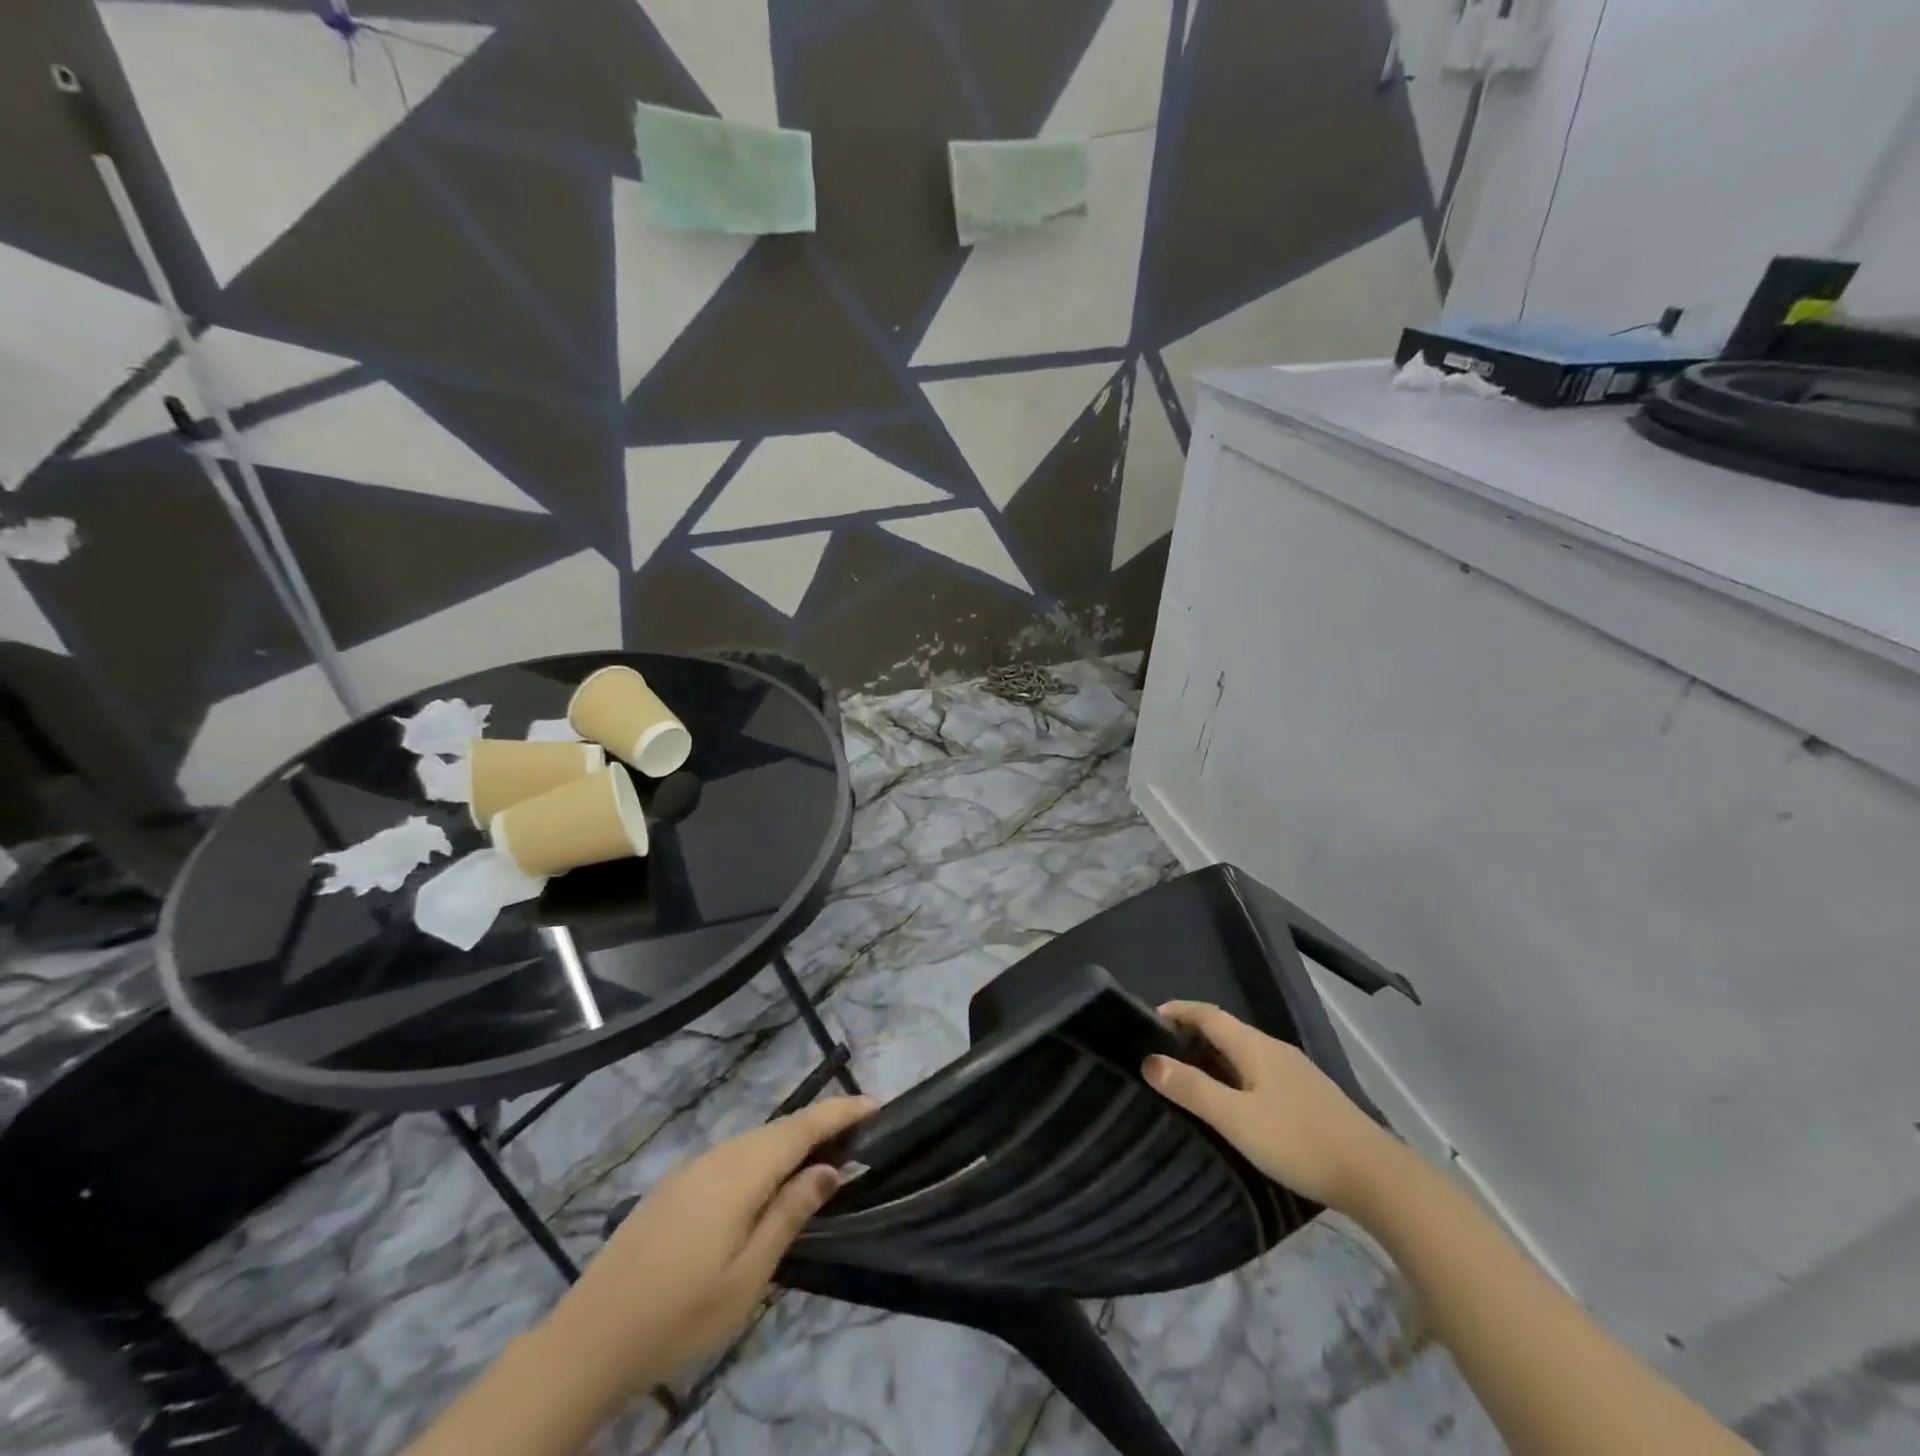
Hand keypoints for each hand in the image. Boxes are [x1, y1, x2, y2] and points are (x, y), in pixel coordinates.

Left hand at [538, 1095, 874, 1407]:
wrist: (589, 1338)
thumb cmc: (680, 1314)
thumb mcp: (748, 1275)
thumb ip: (790, 1214)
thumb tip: (829, 1169)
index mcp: (741, 1172)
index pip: (803, 1127)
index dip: (840, 1112)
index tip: (875, 1104)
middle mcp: (719, 1156)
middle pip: (780, 1129)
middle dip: (821, 1124)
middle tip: (858, 1133)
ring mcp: (693, 1168)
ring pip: (755, 1141)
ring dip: (792, 1141)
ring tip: (822, 1155)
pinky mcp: (676, 1186)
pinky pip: (734, 1156)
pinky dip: (764, 1156)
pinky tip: (768, 1181)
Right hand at [1143, 1002, 1400, 1214]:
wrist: (1376, 1178)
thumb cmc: (1298, 1141)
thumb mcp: (1236, 1118)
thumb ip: (1192, 1089)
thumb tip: (1150, 1061)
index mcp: (1255, 1046)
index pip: (1208, 1014)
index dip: (1177, 1011)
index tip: (1147, 1020)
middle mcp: (1274, 1050)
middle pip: (1226, 1031)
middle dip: (1191, 1035)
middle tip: (1160, 1053)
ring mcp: (1296, 1073)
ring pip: (1244, 1054)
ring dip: (1213, 1058)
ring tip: (1187, 1079)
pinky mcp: (1309, 1098)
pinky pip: (1259, 1073)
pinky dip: (1234, 1076)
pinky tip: (1233, 1104)